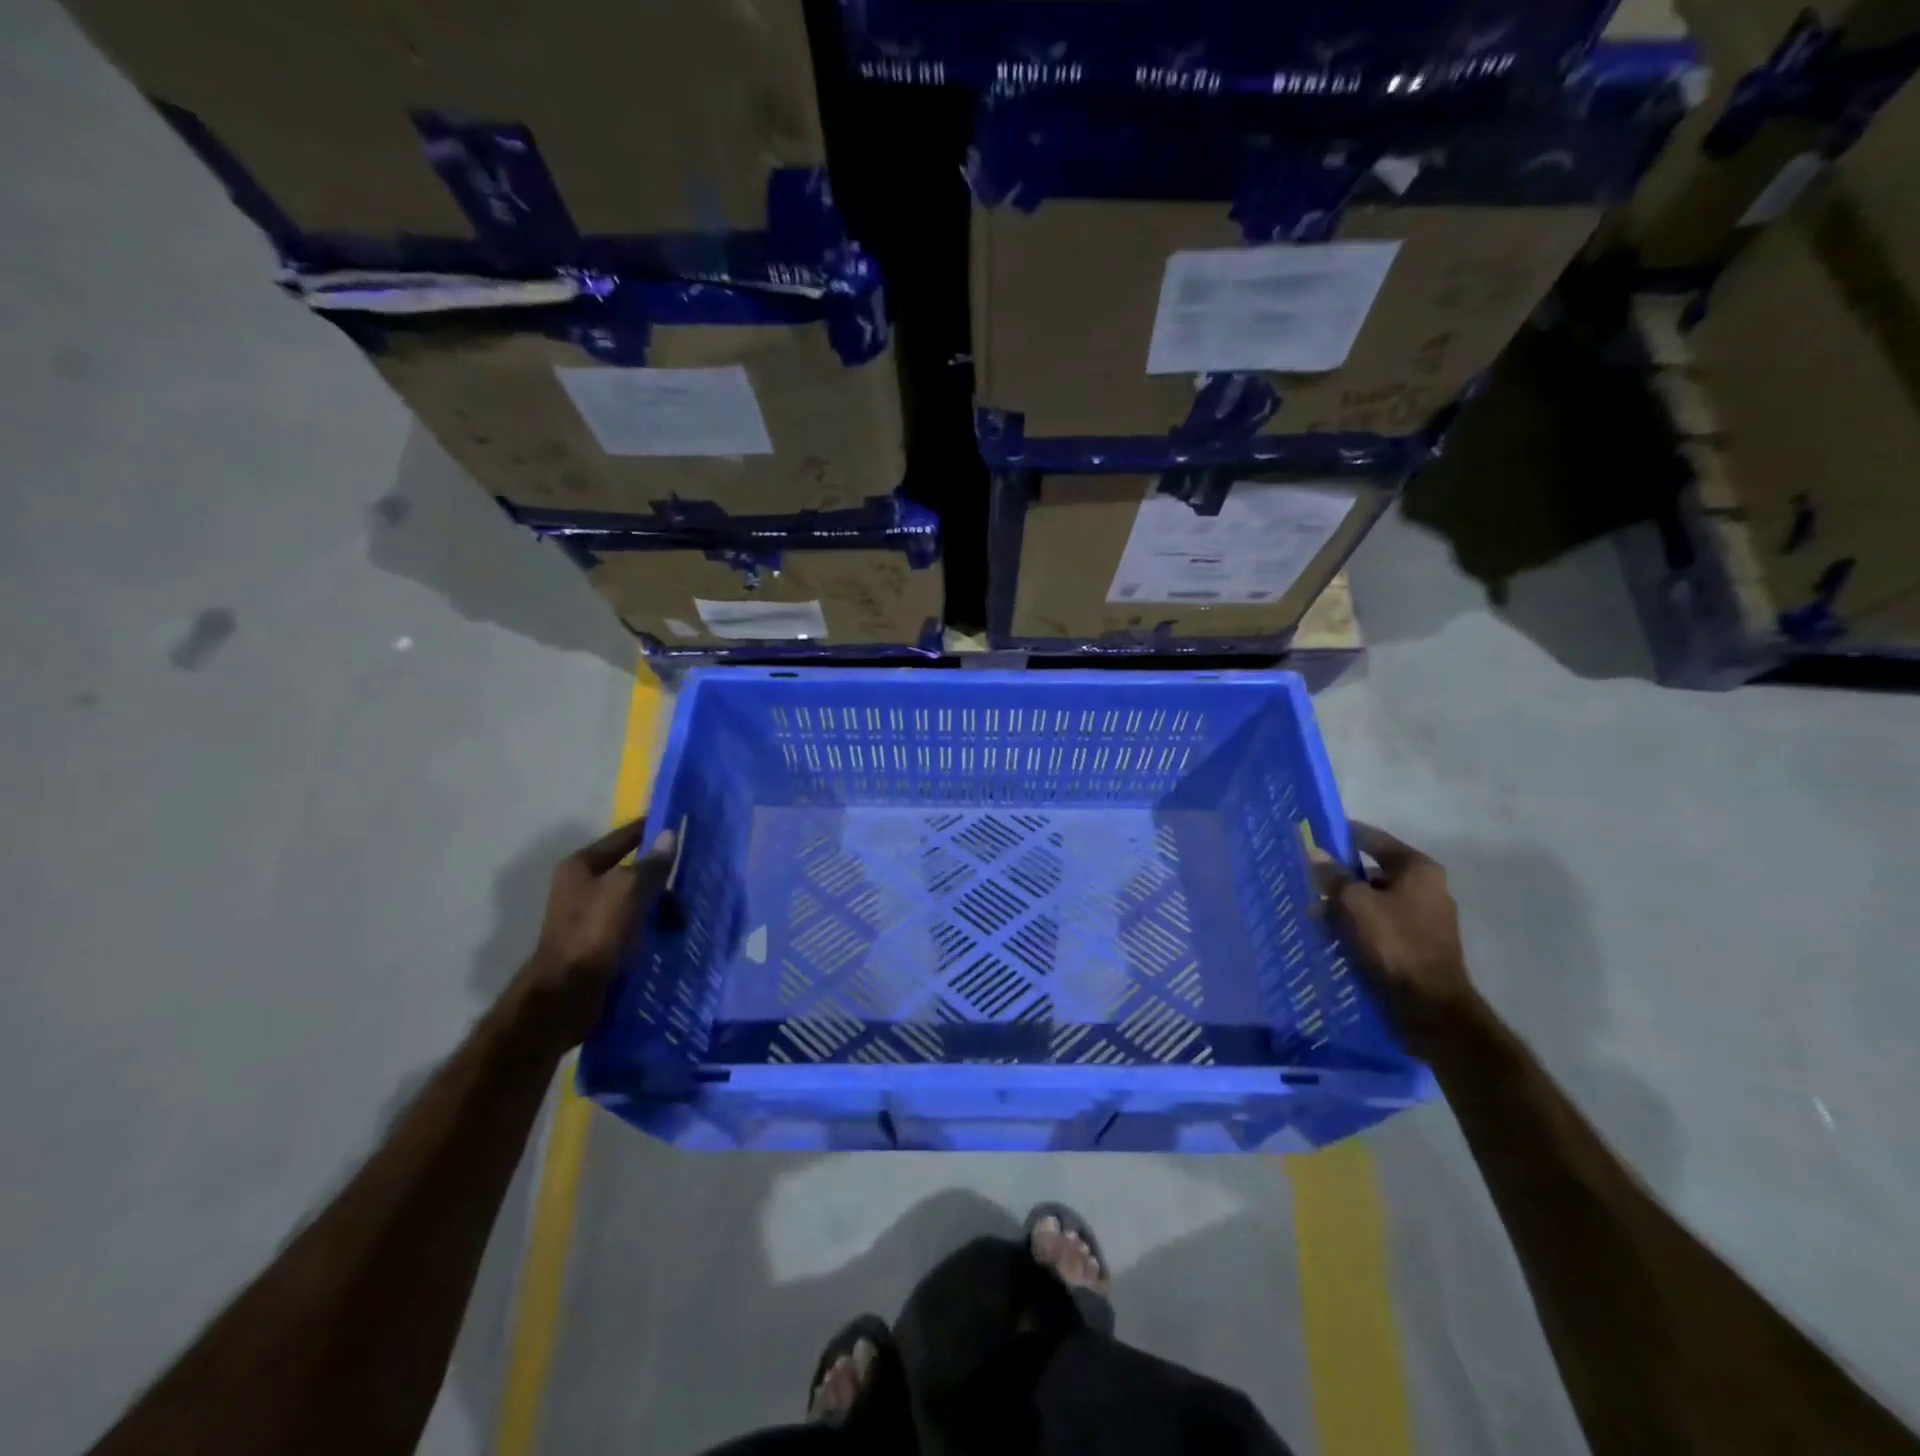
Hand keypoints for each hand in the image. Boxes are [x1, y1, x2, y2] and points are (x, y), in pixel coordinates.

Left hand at [518, 819, 677, 1042]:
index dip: (653, 829)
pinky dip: (653, 927)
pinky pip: (635, 925)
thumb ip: (652, 863)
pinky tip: (670, 936)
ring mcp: (591, 915)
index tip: (683, 824)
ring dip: (661, 906)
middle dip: (663, 878)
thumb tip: (669, 834)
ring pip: (638, 899)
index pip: (625, 836)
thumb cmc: (594, 933)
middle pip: (634, 870)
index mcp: (582, 865)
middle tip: (691, 885)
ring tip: (682, 920)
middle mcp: (583, 885)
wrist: (564, 995)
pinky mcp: (600, 942)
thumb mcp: (628, 890)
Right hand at [1315, 822, 1474, 1053]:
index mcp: (1418, 869)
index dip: (1341, 835)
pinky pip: (1380, 922)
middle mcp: (1427, 887)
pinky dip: (1358, 924)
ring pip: (1374, 898)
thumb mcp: (1353, 903)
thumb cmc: (1392, 943)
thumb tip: (1314, 852)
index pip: (1373, 838)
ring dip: (1346, 903)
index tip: (1313, 836)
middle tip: (1308, 878)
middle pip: (1373, 870)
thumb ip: (1332, 875)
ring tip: (1314, 911)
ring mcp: (1425, 917)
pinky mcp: (1418, 943)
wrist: (1428, 1006)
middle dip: (1340, 875)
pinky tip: (1333, 933)